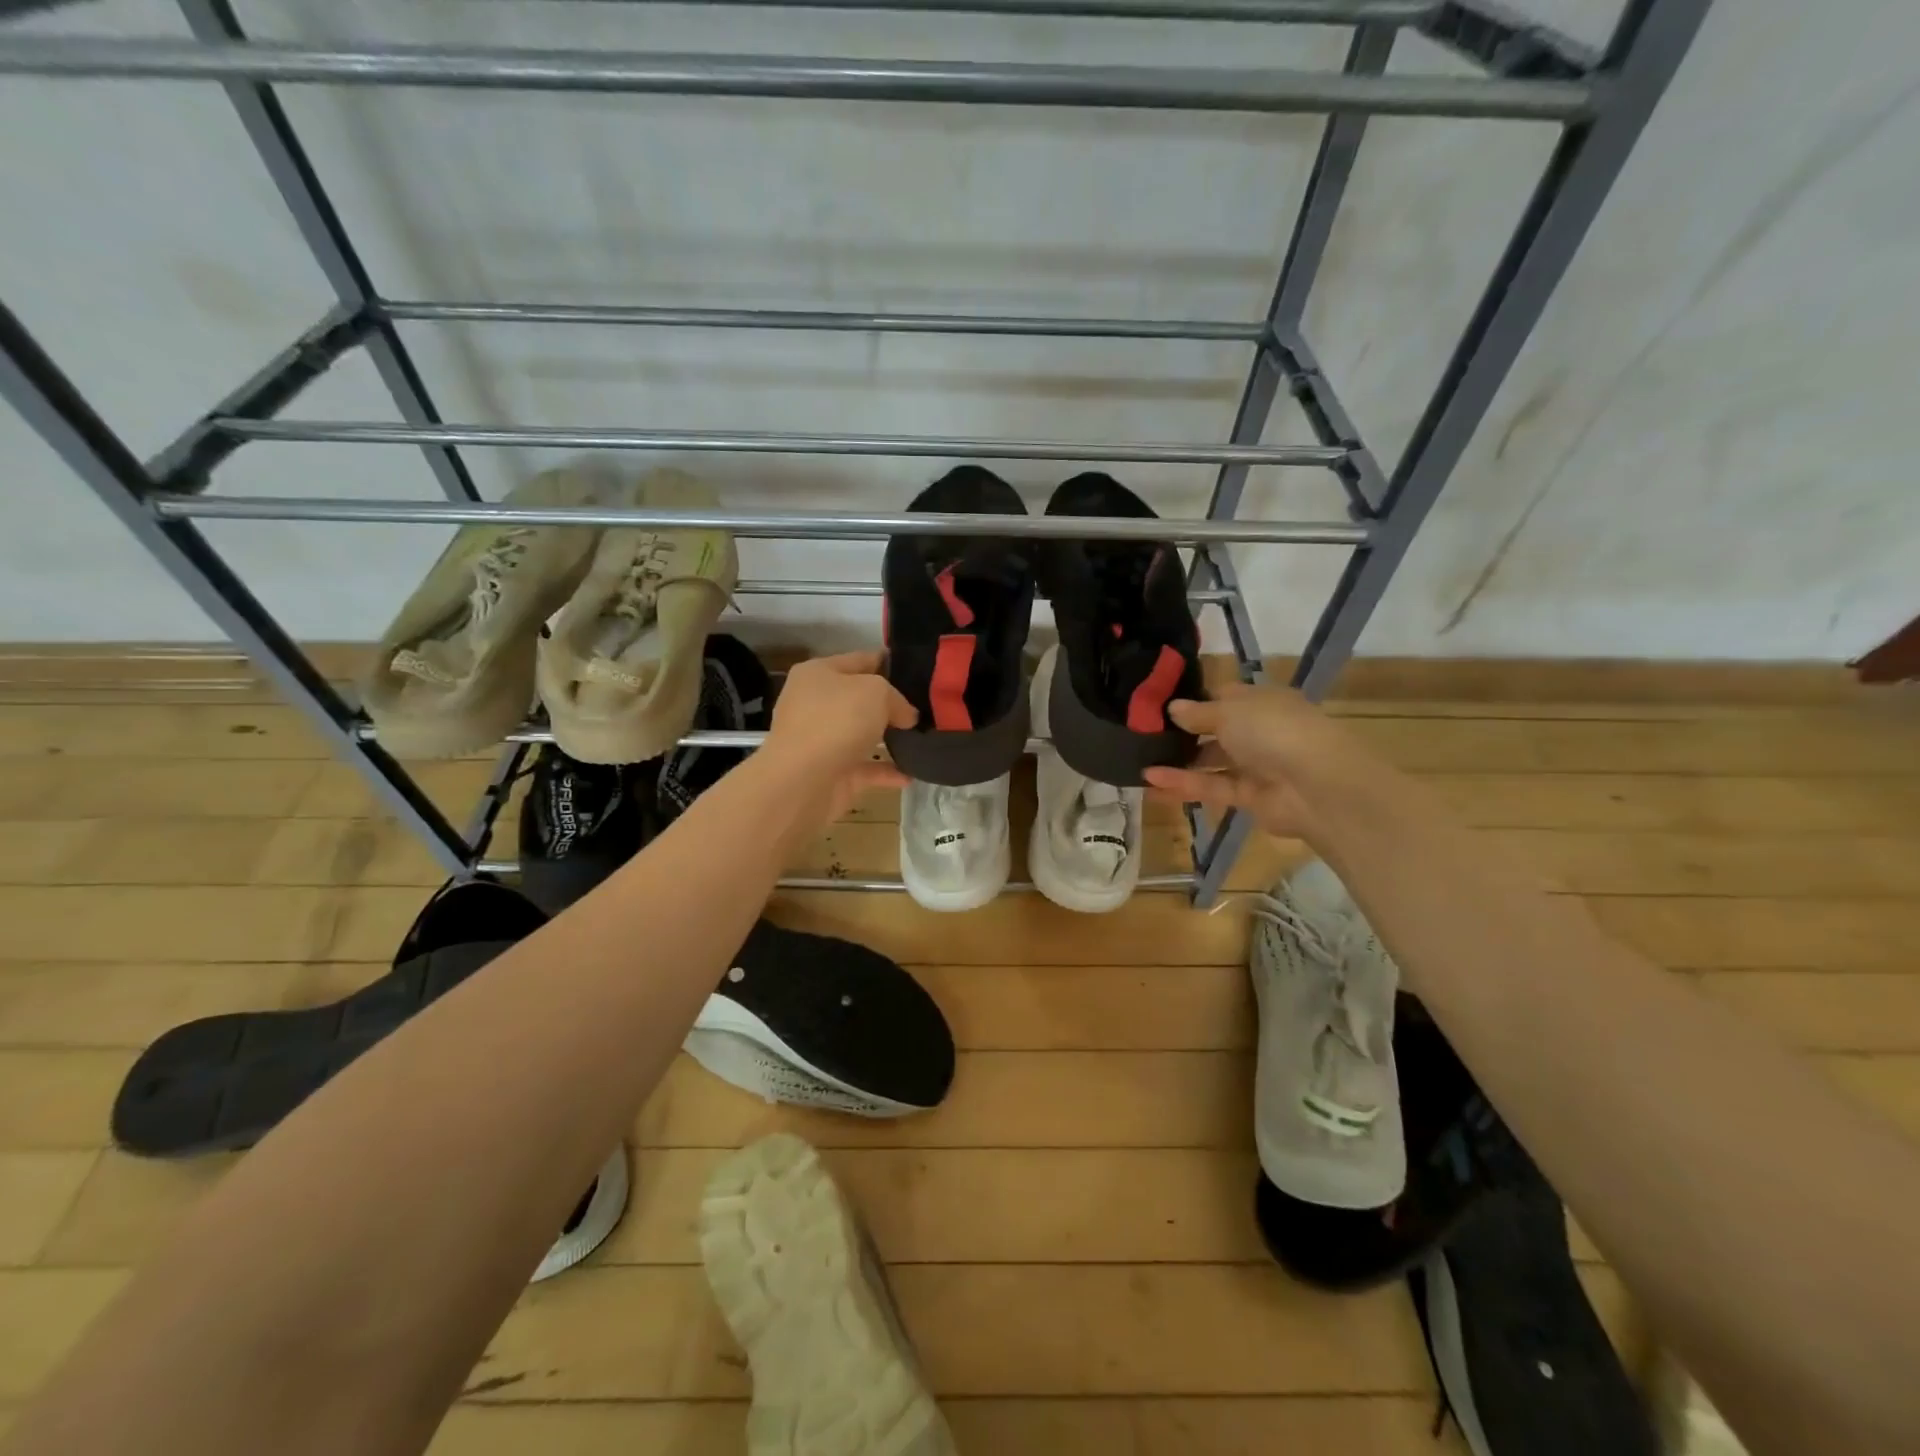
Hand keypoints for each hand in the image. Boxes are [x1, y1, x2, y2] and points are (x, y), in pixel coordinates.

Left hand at [763, 650, 916, 822]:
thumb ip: (897, 699)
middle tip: (925, 707)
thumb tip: (905, 717)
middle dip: (890, 705)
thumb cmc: (836, 720)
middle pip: (860, 699)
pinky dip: (886, 771)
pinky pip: (865, 768)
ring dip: (888, 738)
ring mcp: (821, 741)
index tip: (918, 671)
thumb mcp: (877, 692)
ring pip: (861, 735)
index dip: (888, 662)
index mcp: (818, 674)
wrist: (803, 781)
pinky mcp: (830, 773)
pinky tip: (911, 773)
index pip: (859, 660)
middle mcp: (815, 704)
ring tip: (923, 739)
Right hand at [1143, 682, 1381, 841]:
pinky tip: (1151, 780)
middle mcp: (1260, 731)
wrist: (1317, 784)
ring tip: (1140, 758)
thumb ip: (1197, 713)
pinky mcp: (1249, 797)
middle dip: (1183, 732)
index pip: (1224, 697)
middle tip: (1142, 733)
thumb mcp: (1229, 711)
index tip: (1158, 704)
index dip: (1194, 700)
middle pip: (1216, 730)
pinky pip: (1211, 786)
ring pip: (1211, 761)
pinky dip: (1183, 783)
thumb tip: (1172, 708)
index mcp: (1262, 701)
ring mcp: (1256, 765)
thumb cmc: (1273, 730)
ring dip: (1179, 761)